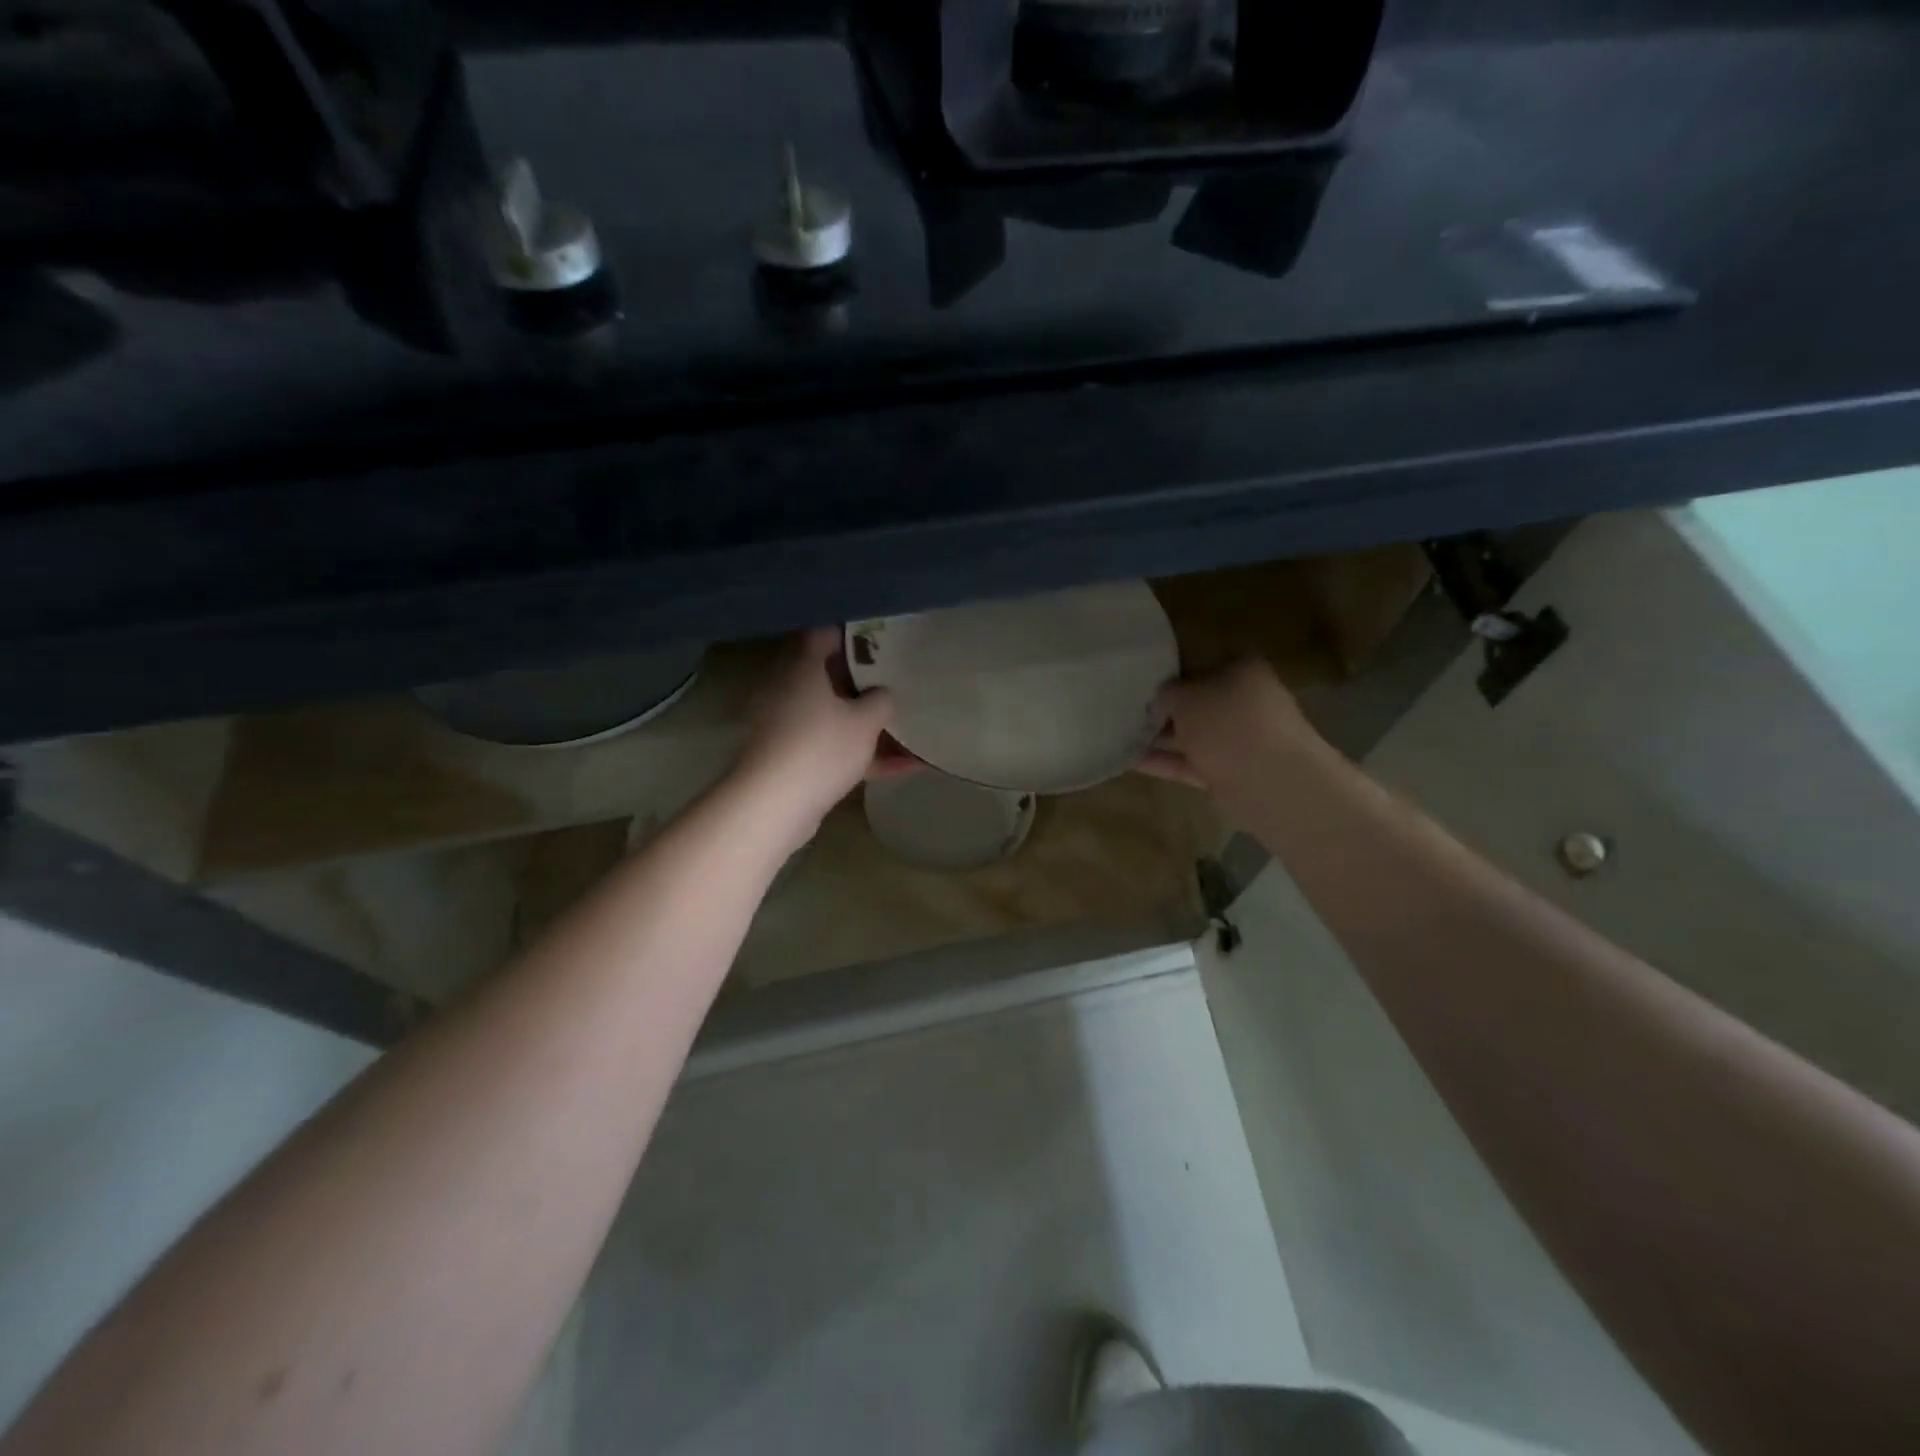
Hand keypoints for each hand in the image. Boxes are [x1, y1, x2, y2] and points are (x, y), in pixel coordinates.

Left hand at [735, 629, 918, 839]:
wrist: (775, 805)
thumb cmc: (822, 748)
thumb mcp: (865, 721)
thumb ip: (881, 701)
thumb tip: (881, 694)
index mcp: (801, 668)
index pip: (823, 635)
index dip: (852, 634)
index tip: (881, 639)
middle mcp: (788, 690)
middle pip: (827, 676)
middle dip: (863, 680)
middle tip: (897, 679)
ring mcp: (787, 726)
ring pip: (832, 715)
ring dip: (866, 722)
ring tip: (906, 724)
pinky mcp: (791, 759)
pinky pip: (832, 747)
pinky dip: (862, 754)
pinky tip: (904, 767)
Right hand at [1138, 658, 1324, 792]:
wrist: (1268, 781)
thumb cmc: (1227, 723)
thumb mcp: (1185, 697)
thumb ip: (1167, 694)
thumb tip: (1160, 701)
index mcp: (1244, 671)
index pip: (1205, 664)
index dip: (1173, 672)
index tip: (1145, 682)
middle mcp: (1247, 703)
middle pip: (1200, 703)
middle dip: (1167, 709)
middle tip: (1131, 710)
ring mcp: (1242, 741)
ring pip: (1195, 736)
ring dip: (1163, 738)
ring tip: (1124, 736)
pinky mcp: (1232, 773)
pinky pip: (1193, 764)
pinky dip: (1166, 763)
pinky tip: (1133, 761)